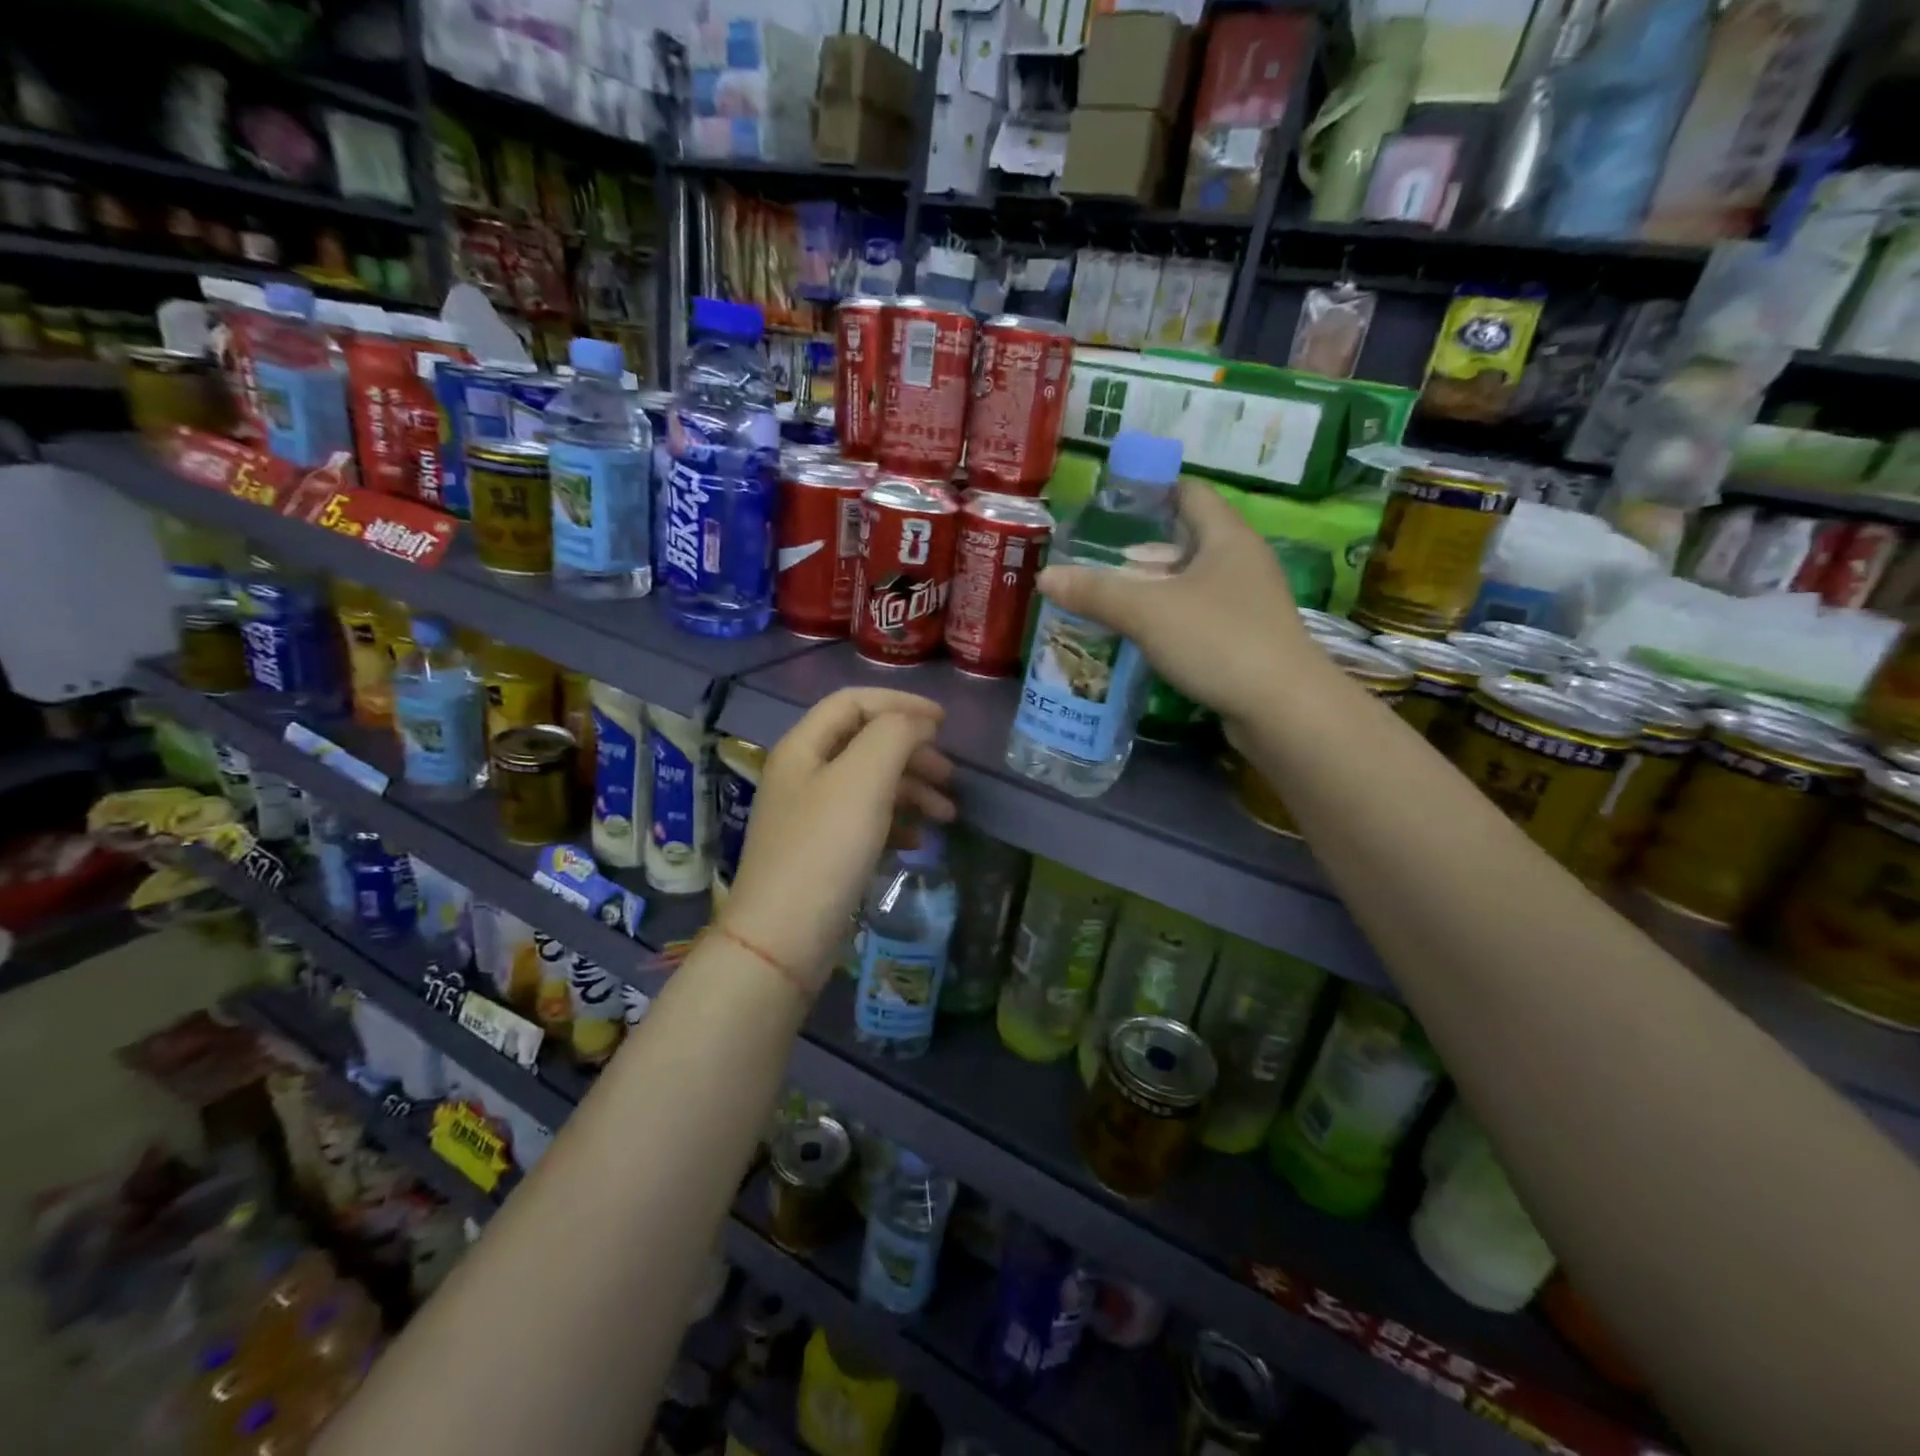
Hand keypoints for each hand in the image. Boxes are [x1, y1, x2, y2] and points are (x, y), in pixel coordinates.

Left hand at [721, 689, 955, 992]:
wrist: (783, 938)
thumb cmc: (824, 849)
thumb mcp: (863, 779)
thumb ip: (893, 735)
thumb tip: (918, 723)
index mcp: (804, 747)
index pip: (853, 702)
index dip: (900, 703)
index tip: (944, 723)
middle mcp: (803, 774)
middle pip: (865, 744)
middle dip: (913, 753)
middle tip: (951, 776)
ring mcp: (811, 816)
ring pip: (870, 785)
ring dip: (912, 791)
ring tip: (948, 815)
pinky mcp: (822, 853)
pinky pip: (866, 822)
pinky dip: (897, 823)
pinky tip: (918, 841)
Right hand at [1035, 480, 1315, 725]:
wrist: (1283, 709)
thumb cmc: (1218, 640)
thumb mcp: (1148, 612)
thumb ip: (1096, 592)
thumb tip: (1045, 577)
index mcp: (1227, 538)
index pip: (1190, 494)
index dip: (1153, 492)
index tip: (1113, 504)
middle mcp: (1242, 563)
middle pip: (1187, 541)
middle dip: (1142, 551)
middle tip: (1098, 561)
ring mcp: (1248, 603)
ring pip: (1191, 583)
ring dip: (1153, 589)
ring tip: (1109, 599)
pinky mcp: (1245, 640)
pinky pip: (1198, 617)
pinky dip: (1168, 620)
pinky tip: (1140, 636)